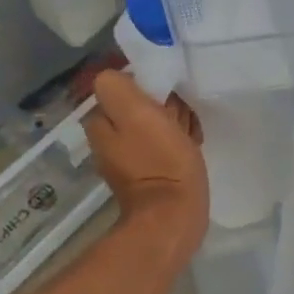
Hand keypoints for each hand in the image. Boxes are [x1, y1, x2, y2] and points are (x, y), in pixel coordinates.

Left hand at [85, 72, 208, 263]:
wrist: (173, 218)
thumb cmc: (160, 161)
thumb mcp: (137, 113)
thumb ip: (118, 88)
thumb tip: (116, 76)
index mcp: (101, 123)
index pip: (122, 86)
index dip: (148, 86)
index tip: (168, 94)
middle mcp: (108, 140)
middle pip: (138, 106)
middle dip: (162, 106)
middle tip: (183, 114)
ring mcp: (128, 160)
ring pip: (152, 125)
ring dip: (172, 123)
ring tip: (191, 130)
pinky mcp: (149, 175)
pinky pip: (162, 147)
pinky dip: (176, 143)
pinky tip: (191, 146)